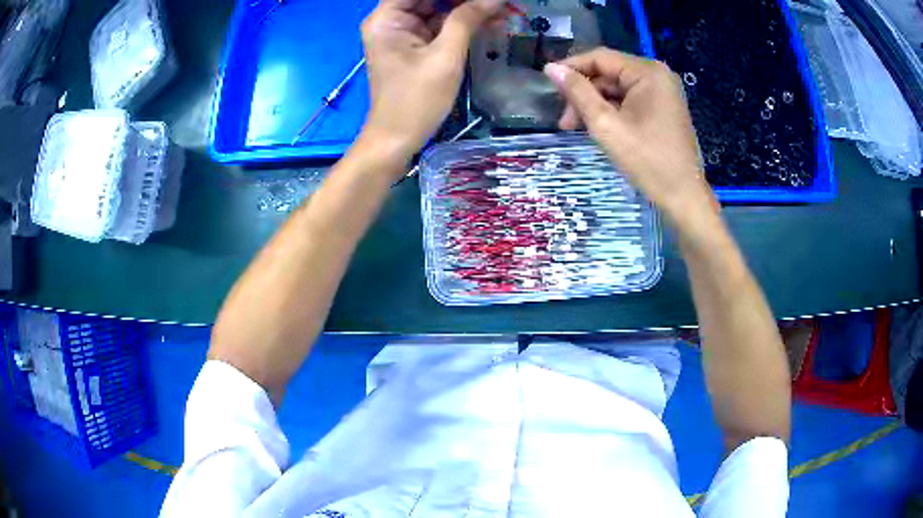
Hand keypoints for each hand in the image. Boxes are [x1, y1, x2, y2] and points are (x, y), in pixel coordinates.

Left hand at [359, 0, 503, 168]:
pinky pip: (440, 25)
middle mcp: (391, 20)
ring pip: (438, 8)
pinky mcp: (413, 45)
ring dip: (467, 8)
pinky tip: (490, 19)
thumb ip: (468, 20)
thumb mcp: (445, 57)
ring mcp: (402, 33)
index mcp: (387, 18)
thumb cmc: (416, 100)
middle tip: (496, 2)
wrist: (397, 140)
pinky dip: (462, 22)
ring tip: (500, 8)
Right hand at [543, 49, 716, 227]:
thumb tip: (551, 68)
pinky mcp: (663, 108)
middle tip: (564, 121)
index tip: (547, 84)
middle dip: (583, 93)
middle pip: (609, 73)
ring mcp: (662, 92)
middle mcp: (657, 75)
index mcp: (647, 72)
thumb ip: (578, 93)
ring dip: (595, 104)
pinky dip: (611, 111)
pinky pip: (630, 100)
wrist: (683, 196)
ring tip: (575, 128)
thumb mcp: (606, 125)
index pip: (600, 58)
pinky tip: (598, 128)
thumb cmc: (647, 160)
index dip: (571, 68)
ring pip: (617, 88)